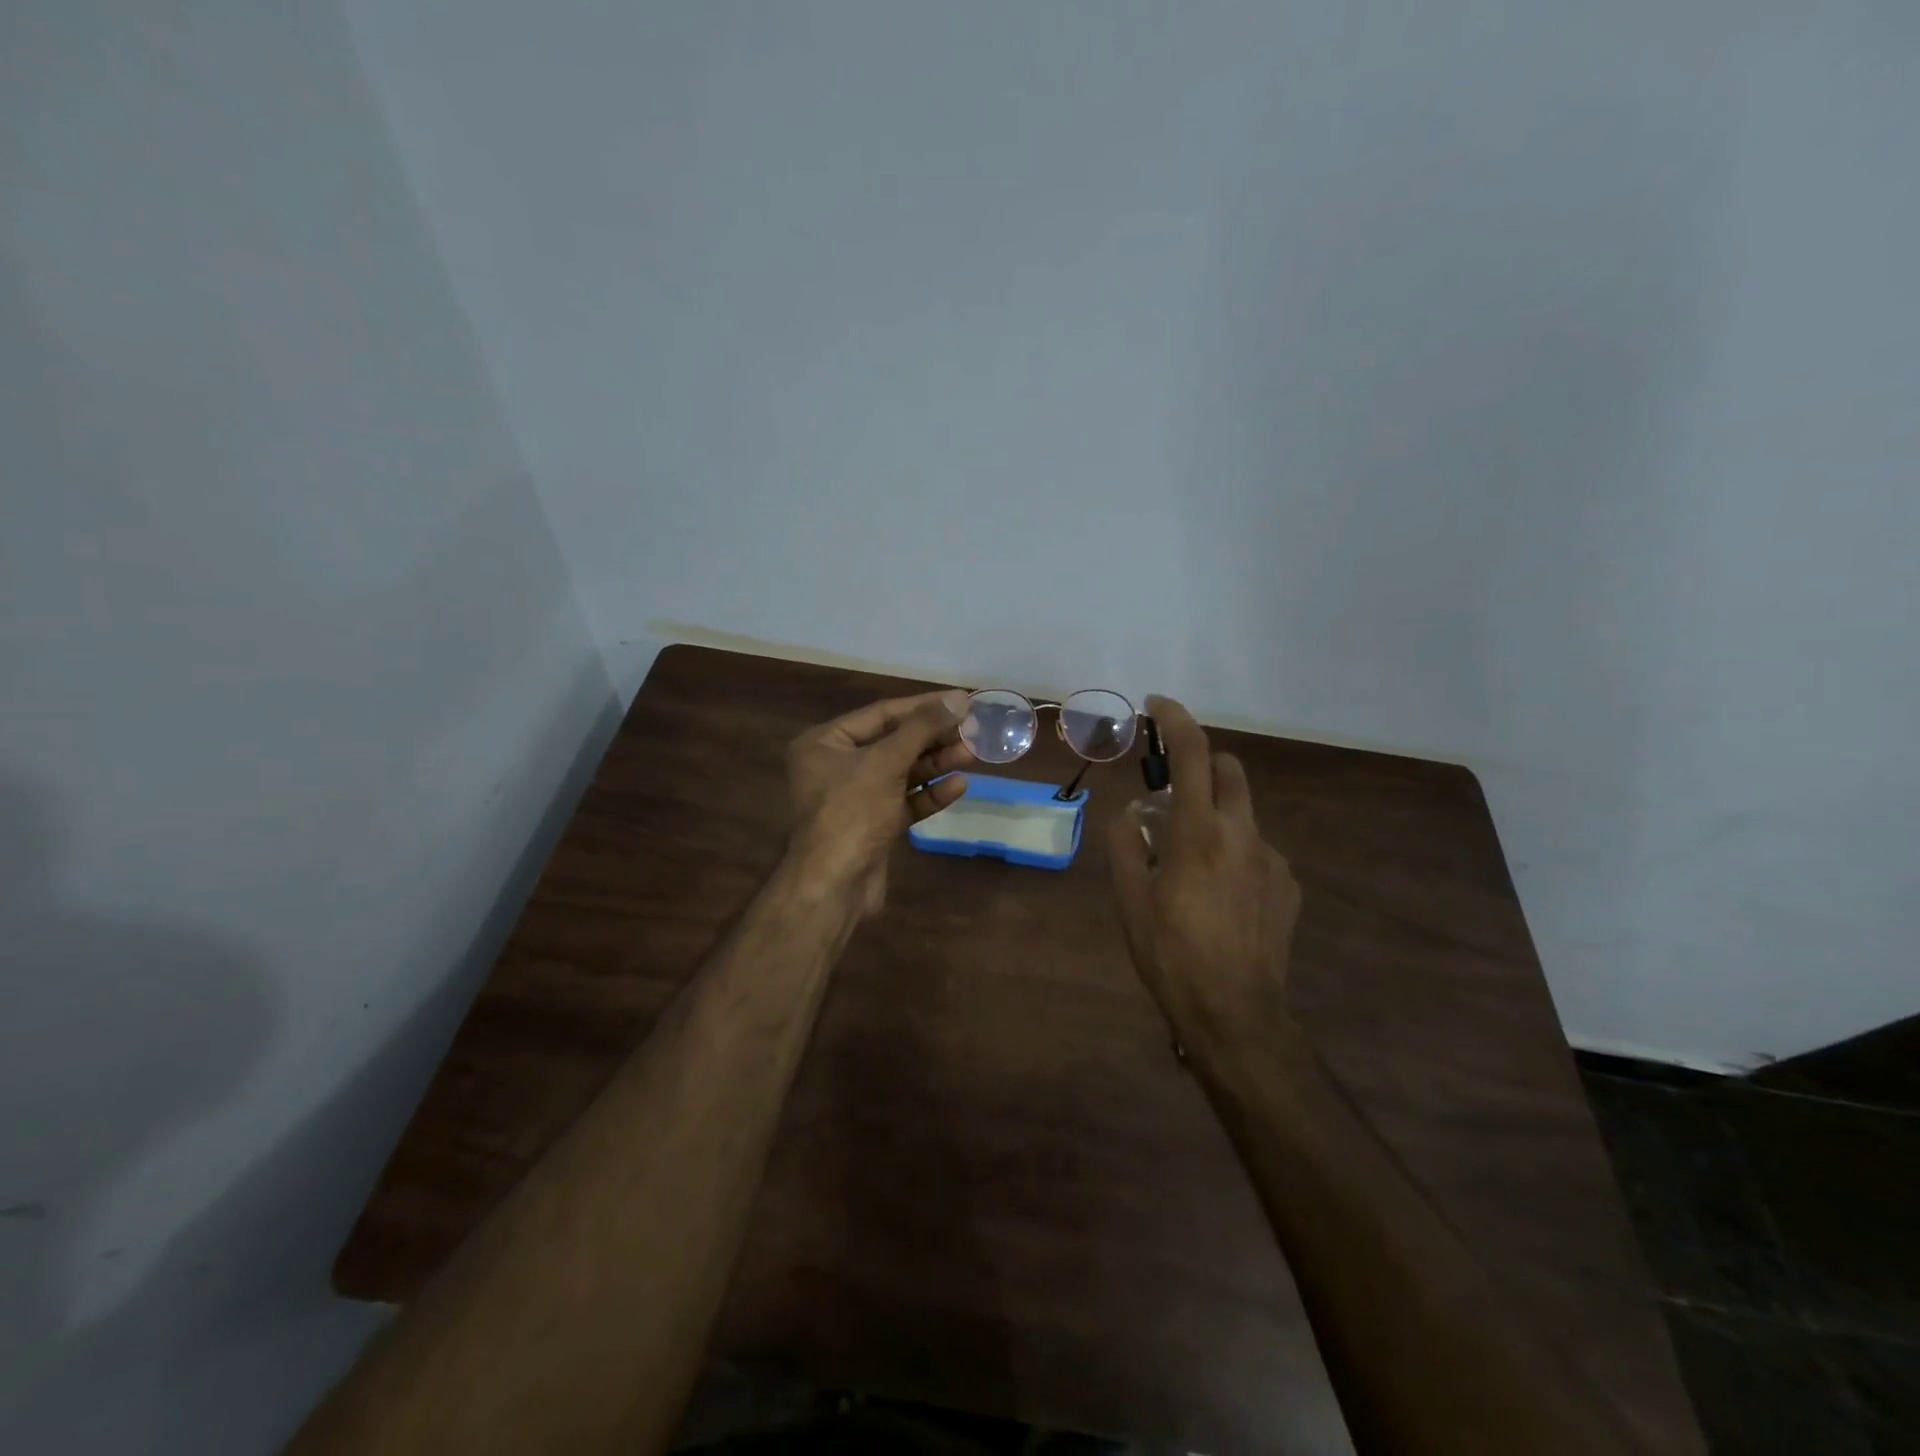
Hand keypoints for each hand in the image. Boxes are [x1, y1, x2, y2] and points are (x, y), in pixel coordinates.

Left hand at [787, 689, 974, 914]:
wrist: (834, 885)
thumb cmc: (851, 811)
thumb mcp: (885, 762)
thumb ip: (922, 728)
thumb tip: (958, 698)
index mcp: (825, 743)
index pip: (882, 714)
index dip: (923, 706)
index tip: (961, 700)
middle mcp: (837, 766)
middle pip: (894, 742)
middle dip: (934, 737)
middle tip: (974, 729)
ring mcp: (856, 798)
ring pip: (902, 772)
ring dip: (937, 763)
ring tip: (973, 753)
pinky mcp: (874, 825)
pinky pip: (905, 801)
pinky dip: (930, 793)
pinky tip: (959, 784)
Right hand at [1107, 696, 1302, 1060]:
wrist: (1235, 1013)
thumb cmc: (1170, 953)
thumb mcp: (1130, 899)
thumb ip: (1127, 844)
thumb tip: (1132, 812)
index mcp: (1197, 831)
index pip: (1191, 754)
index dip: (1176, 719)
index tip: (1158, 702)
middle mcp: (1241, 833)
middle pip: (1229, 769)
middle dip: (1200, 763)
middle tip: (1170, 791)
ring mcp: (1271, 859)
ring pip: (1243, 812)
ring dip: (1215, 813)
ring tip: (1190, 861)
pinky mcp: (1288, 885)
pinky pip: (1257, 849)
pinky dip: (1234, 850)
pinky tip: (1219, 893)